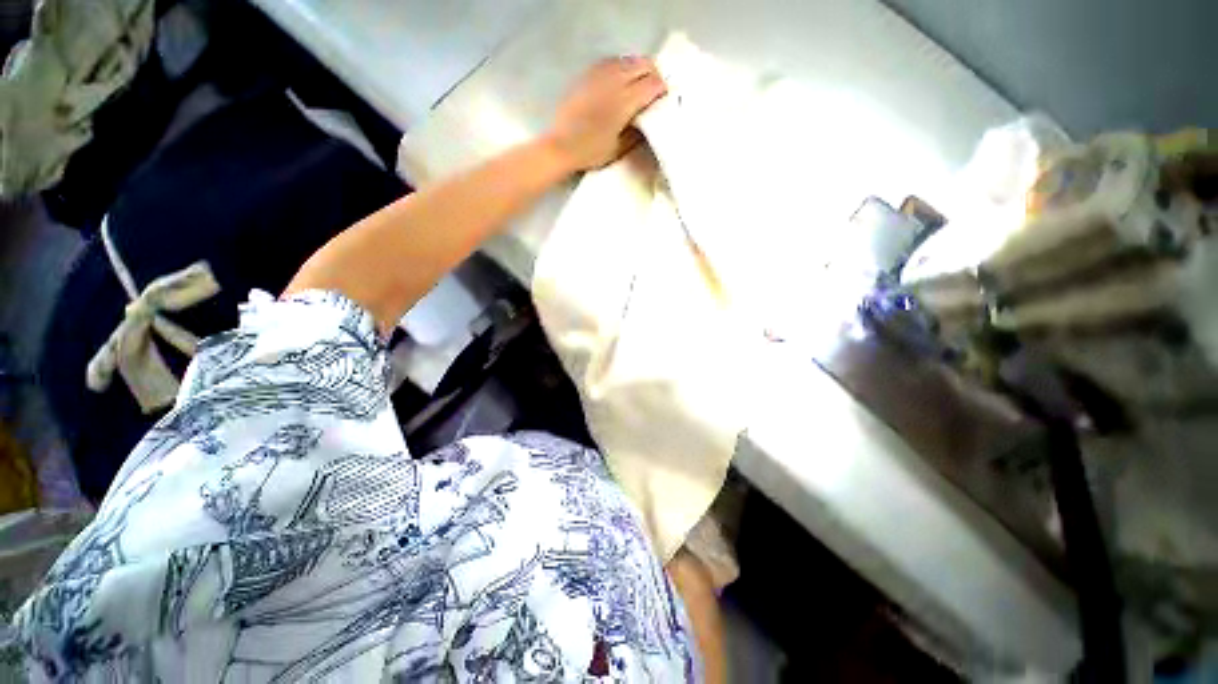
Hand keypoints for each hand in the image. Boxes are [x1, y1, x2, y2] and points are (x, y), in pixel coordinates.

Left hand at [544, 56, 667, 171]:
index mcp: (624, 102)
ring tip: (638, 84)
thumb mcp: (619, 149)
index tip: (663, 99)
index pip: (652, 84)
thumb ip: (637, 132)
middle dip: (653, 74)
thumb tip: (649, 118)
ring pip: (628, 60)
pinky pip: (611, 61)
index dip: (662, 89)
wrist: (561, 146)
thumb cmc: (591, 152)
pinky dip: (621, 67)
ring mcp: (599, 75)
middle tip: (654, 90)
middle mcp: (614, 82)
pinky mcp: (588, 74)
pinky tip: (620, 80)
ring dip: (638, 69)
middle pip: (643, 65)